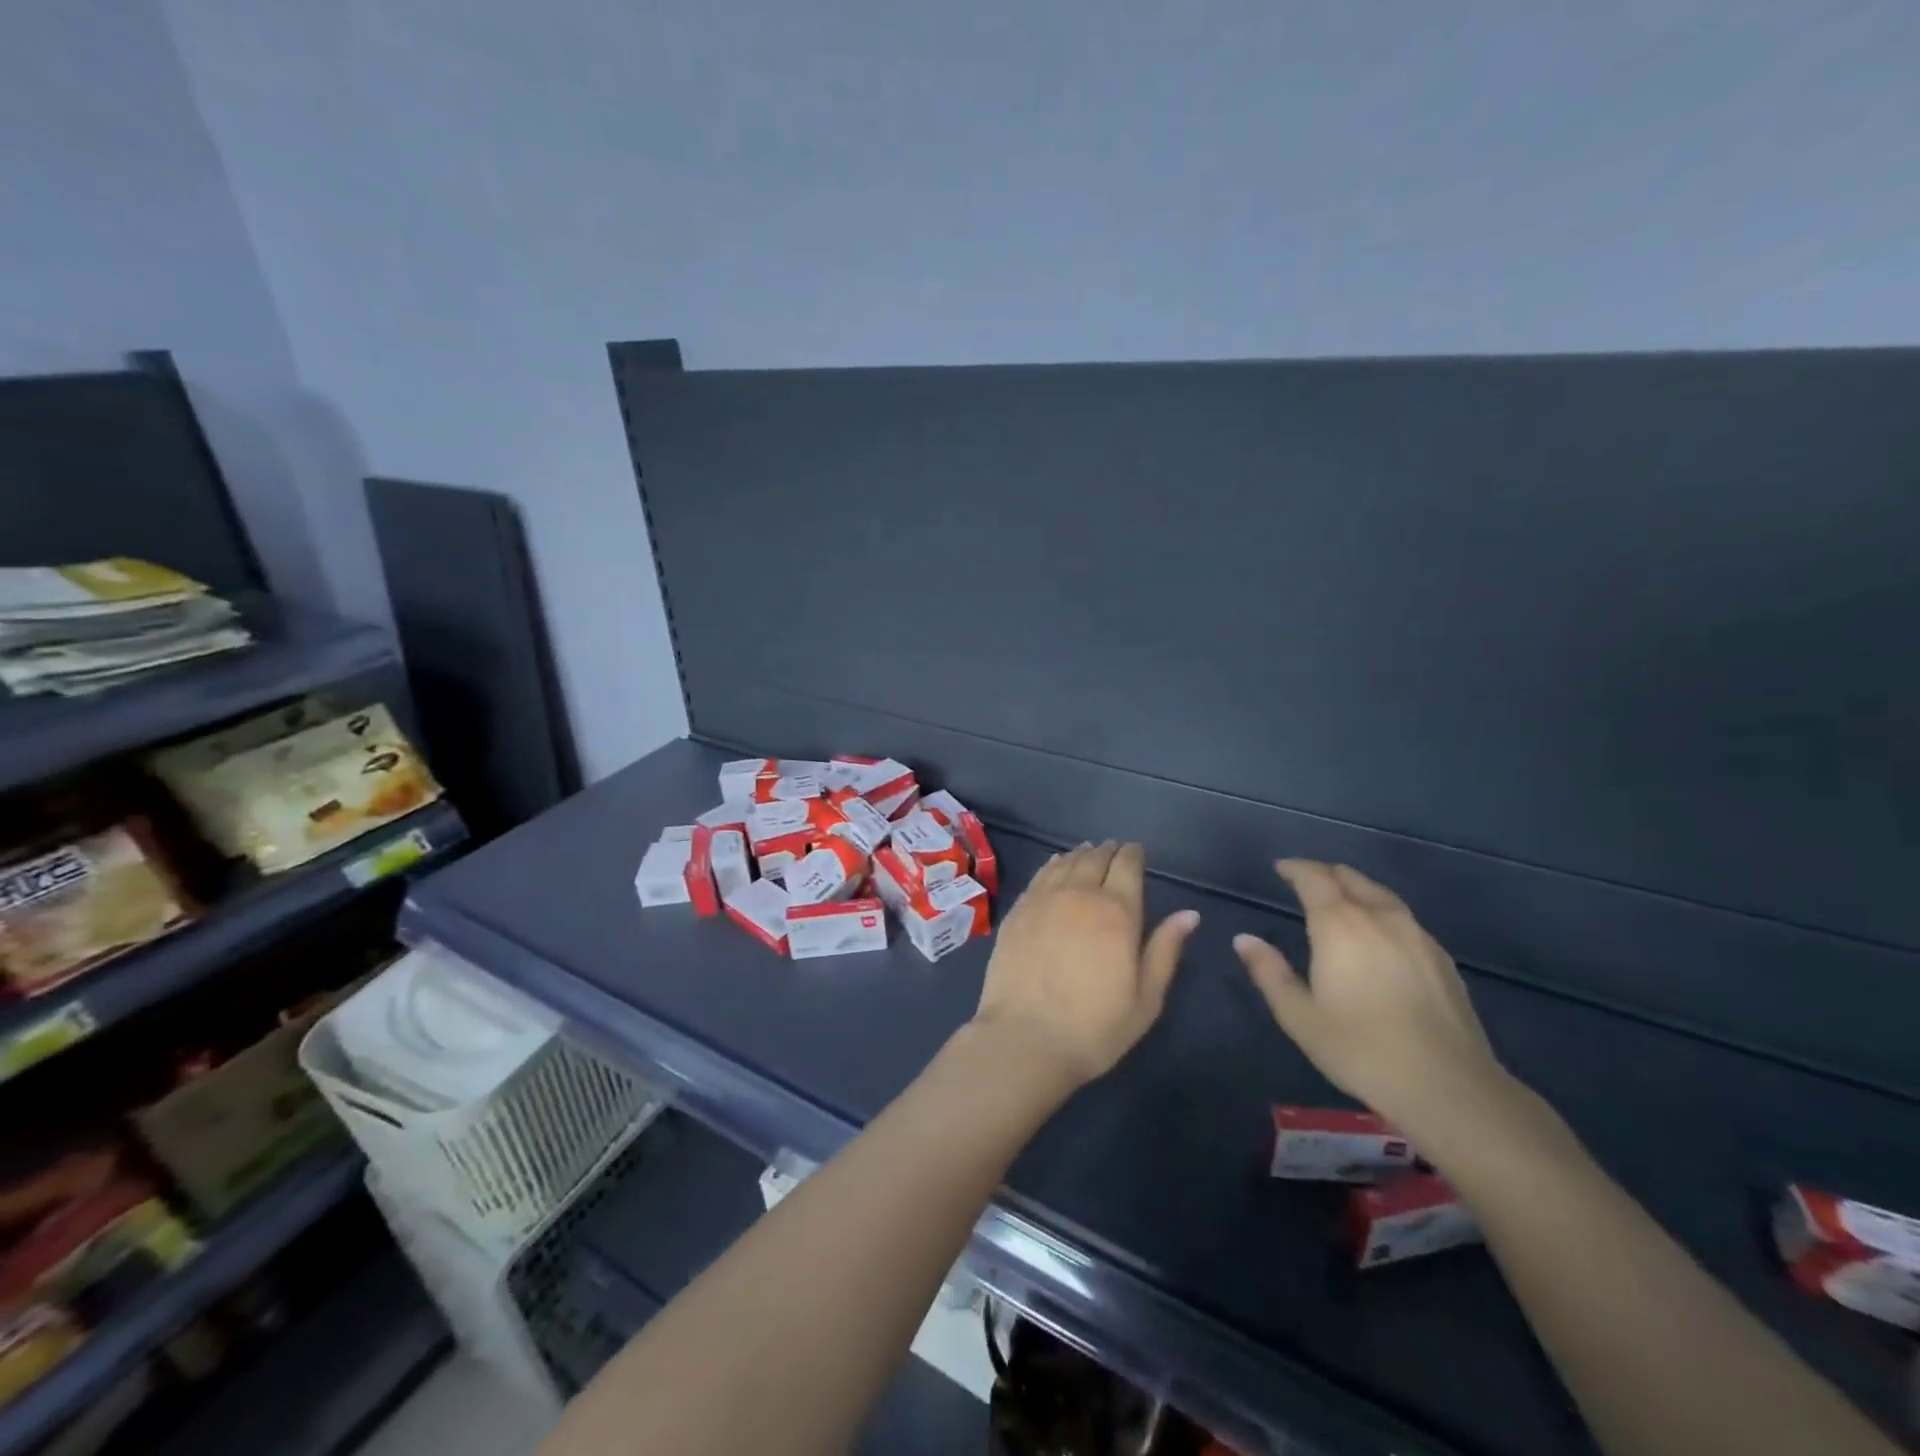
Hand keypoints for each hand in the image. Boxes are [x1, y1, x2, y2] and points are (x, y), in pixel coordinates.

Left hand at [971, 842, 1199, 1087]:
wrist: (1025, 1038)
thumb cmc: (1094, 1027)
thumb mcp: (1145, 998)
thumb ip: (1165, 950)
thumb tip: (1189, 914)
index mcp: (1117, 912)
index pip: (1127, 866)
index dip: (1133, 854)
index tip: (1137, 851)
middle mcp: (1080, 894)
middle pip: (1096, 859)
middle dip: (1109, 851)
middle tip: (1115, 849)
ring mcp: (1043, 900)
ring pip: (1066, 863)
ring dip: (1081, 854)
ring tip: (1089, 852)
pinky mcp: (1018, 911)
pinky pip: (1040, 876)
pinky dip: (1053, 864)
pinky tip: (1056, 864)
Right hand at [1234, 859, 1508, 1135]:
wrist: (1449, 1087)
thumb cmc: (1361, 1049)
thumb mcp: (1299, 1016)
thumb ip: (1269, 972)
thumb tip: (1244, 939)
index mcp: (1340, 925)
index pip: (1315, 878)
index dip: (1295, 868)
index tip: (1281, 868)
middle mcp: (1380, 918)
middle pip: (1351, 878)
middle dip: (1325, 873)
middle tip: (1305, 881)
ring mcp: (1417, 936)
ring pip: (1381, 895)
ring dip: (1356, 889)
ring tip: (1341, 902)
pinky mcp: (1441, 959)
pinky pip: (1404, 919)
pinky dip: (1381, 913)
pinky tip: (1379, 937)